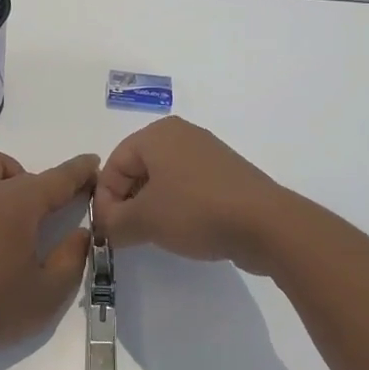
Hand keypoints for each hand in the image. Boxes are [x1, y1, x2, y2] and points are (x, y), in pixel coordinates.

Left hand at [0, 148, 97, 355]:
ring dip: (4, 177)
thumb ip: (70, 261)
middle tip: (45, 215)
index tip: (92, 162)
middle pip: (20, 171)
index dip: (79, 171)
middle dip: (40, 184)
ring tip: (9, 210)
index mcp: (18, 203)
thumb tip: (81, 234)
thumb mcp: (45, 296)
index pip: (58, 178)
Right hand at [93, 118, 294, 274]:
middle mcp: (180, 134)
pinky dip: (177, 206)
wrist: (265, 223)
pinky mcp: (225, 174)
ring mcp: (206, 152)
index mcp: (157, 133)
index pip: (114, 164)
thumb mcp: (144, 220)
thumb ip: (113, 223)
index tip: (108, 232)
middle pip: (137, 169)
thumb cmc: (196, 211)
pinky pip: (188, 186)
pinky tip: (183, 230)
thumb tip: (103, 227)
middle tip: (127, 235)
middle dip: (127, 202)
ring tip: (153, 235)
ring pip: (163, 179)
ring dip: (151, 207)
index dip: (105, 199)